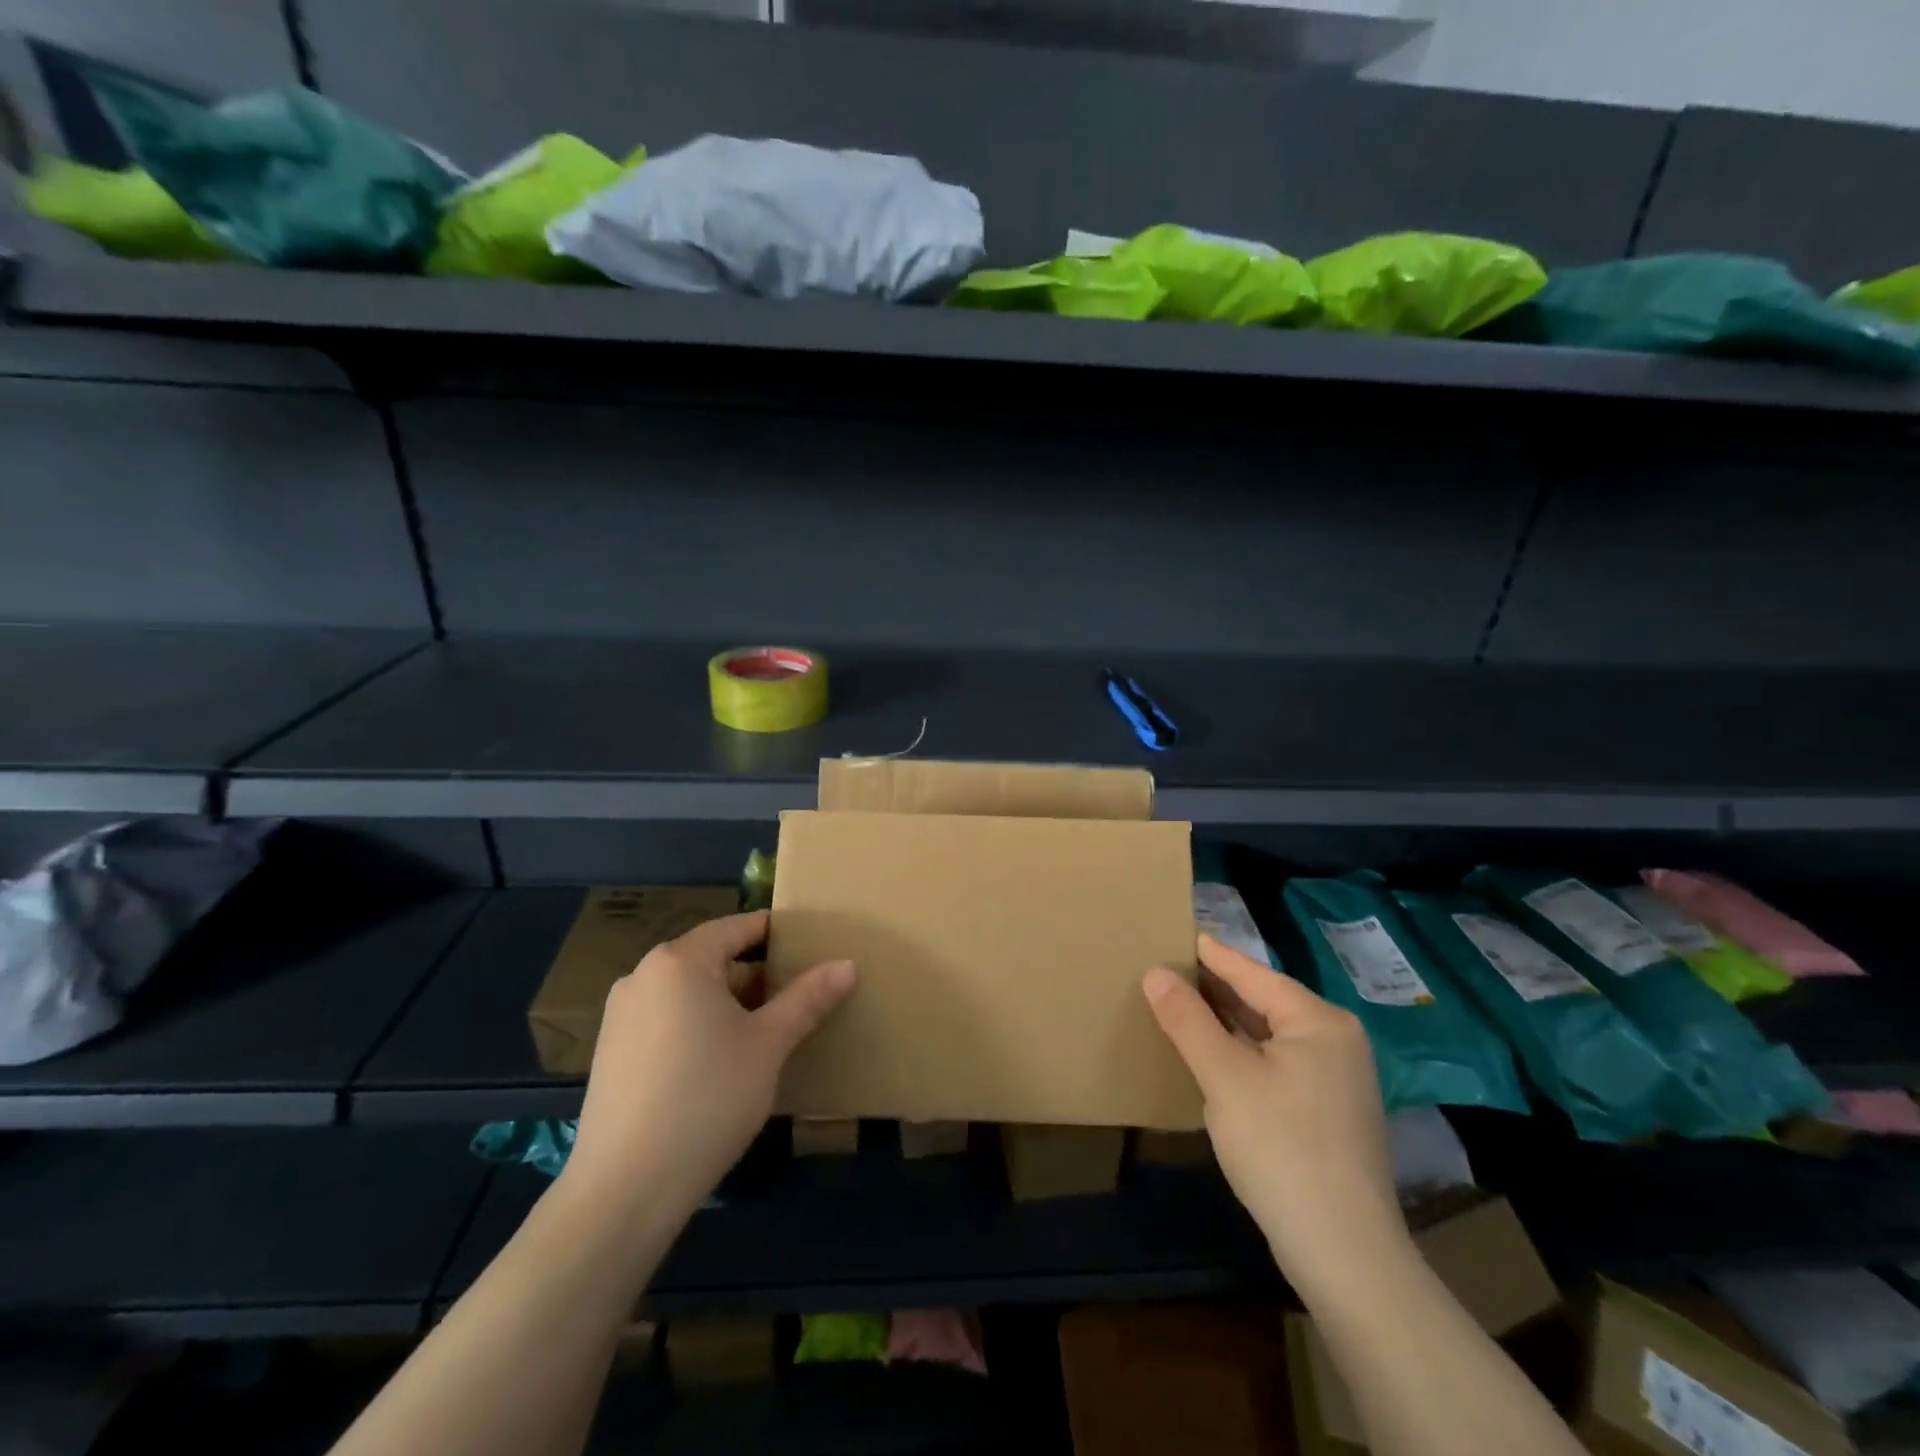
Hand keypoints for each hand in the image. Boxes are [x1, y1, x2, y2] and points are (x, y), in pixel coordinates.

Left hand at [562, 910, 855, 1225]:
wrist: (625, 1190)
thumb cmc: (708, 1097)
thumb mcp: (769, 1044)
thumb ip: (809, 998)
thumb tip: (848, 964)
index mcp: (680, 961)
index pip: (737, 927)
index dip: (776, 933)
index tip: (811, 945)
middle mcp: (643, 976)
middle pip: (712, 959)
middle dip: (756, 976)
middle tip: (798, 997)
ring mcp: (620, 1017)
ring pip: (689, 994)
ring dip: (729, 1005)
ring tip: (768, 1032)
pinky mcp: (611, 1055)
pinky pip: (667, 1021)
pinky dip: (699, 1028)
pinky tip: (724, 1064)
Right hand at [1143, 935, 1407, 1297]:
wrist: (1346, 1255)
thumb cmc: (1282, 1149)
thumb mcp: (1224, 1077)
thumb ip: (1187, 1020)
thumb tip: (1155, 973)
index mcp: (1318, 1021)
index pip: (1252, 973)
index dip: (1210, 954)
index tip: (1175, 934)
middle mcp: (1335, 1040)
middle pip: (1263, 1001)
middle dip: (1215, 989)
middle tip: (1167, 971)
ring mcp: (1337, 1078)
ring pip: (1270, 1034)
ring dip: (1227, 1022)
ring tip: (1181, 1006)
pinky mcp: (1330, 1112)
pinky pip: (1277, 1063)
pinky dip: (1244, 1052)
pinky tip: (1214, 1057)